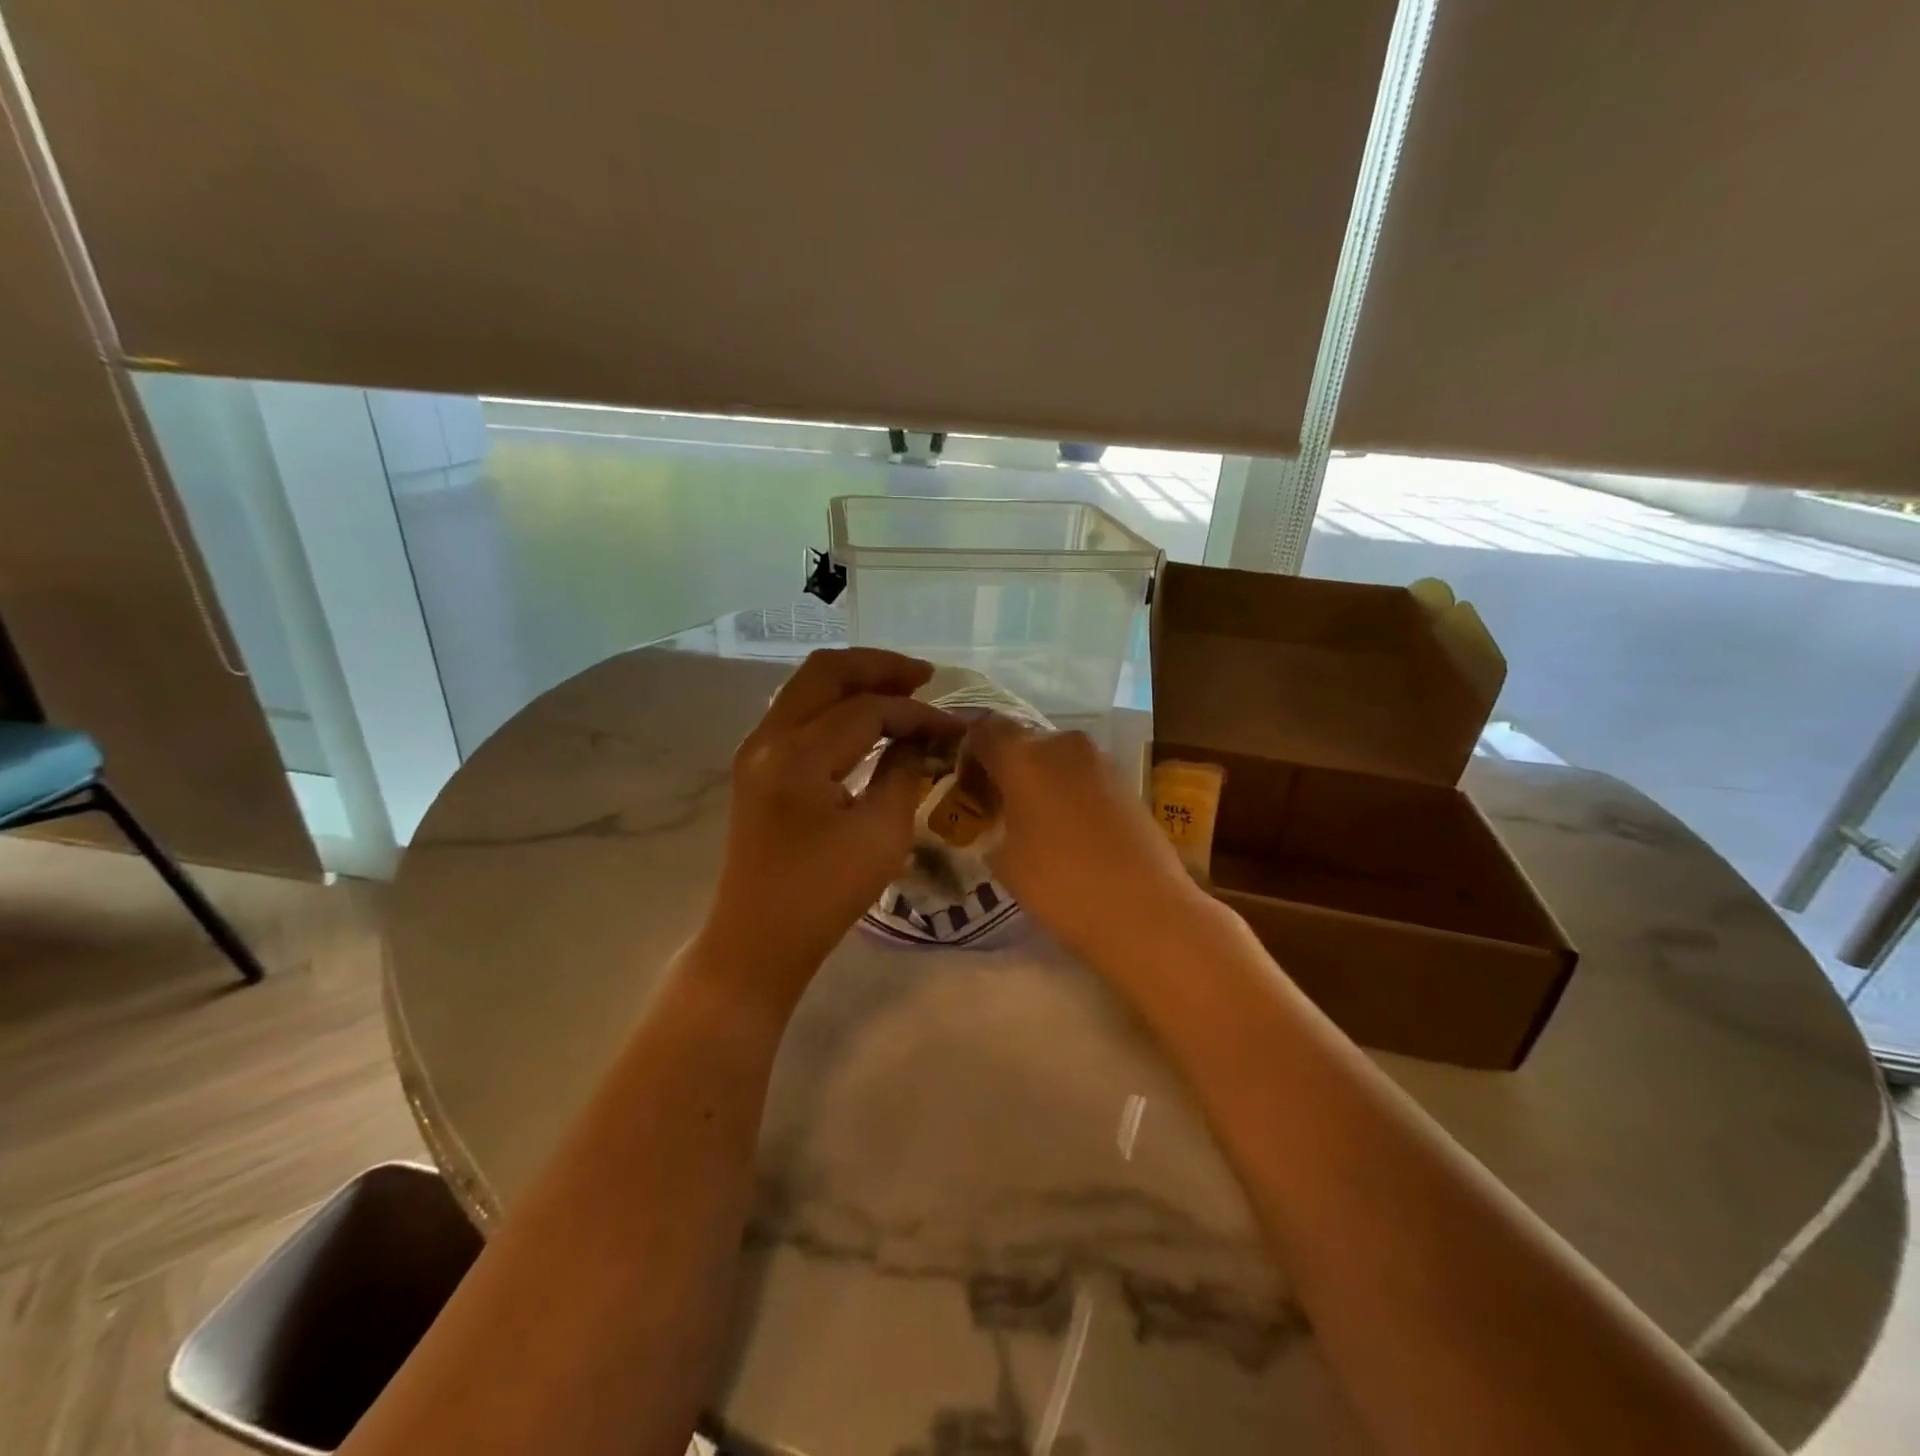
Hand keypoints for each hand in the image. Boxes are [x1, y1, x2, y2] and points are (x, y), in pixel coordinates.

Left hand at [704, 648, 961, 998]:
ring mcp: (757, 750)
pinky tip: (868, 721)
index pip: (866, 709)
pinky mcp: (757, 767)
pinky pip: (799, 713)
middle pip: (826, 672)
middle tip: (924, 677)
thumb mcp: (881, 833)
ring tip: (902, 691)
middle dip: (879, 667)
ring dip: (855, 682)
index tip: (952, 726)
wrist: (758, 940)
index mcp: (799, 754)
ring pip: (808, 687)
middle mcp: (769, 738)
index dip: (916, 713)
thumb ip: (903, 771)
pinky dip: (835, 706)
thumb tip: (920, 737)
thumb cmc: (825, 893)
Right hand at [964, 717, 1204, 960]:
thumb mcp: (1004, 861)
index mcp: (1023, 756)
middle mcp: (1062, 744)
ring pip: (1055, 757)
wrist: (1145, 909)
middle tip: (998, 806)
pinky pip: (1083, 774)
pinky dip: (1068, 791)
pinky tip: (1069, 830)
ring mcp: (1100, 759)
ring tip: (1034, 822)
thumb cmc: (1061, 884)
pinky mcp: (1126, 780)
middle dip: (1005, 767)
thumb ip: (993, 825)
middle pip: (1022, 740)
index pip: (984, 729)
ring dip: (1039, 779)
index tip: (968, 786)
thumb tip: (999, 818)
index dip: (969, 751)